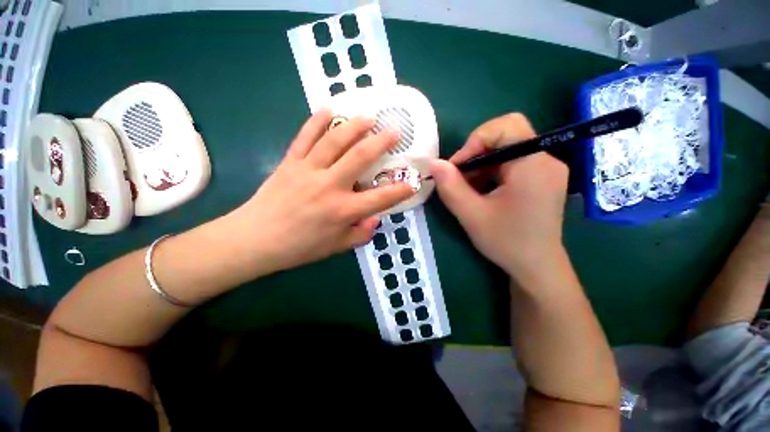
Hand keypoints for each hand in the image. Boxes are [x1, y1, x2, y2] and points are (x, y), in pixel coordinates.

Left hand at [223, 109, 413, 273]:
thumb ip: (360, 234)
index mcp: (343, 210)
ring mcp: (308, 170)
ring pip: (334, 140)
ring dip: (354, 125)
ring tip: (368, 116)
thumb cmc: (299, 247)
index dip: (400, 190)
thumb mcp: (336, 247)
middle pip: (360, 157)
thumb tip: (375, 219)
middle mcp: (329, 186)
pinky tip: (329, 109)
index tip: (413, 181)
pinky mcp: (290, 162)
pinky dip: (317, 120)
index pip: (380, 198)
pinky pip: (305, 136)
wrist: (255, 239)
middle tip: (394, 131)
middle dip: (381, 142)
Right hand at [430, 113, 568, 278]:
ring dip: (482, 164)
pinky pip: (513, 161)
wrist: (536, 267)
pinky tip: (483, 191)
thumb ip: (450, 187)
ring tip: (470, 189)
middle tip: (461, 177)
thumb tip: (433, 163)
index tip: (457, 167)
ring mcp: (547, 169)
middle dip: (476, 153)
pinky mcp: (543, 178)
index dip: (475, 140)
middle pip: (506, 136)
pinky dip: (492, 171)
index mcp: (533, 165)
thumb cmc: (506, 242)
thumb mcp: (471, 215)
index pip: (507, 126)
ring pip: (507, 149)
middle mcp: (547, 160)